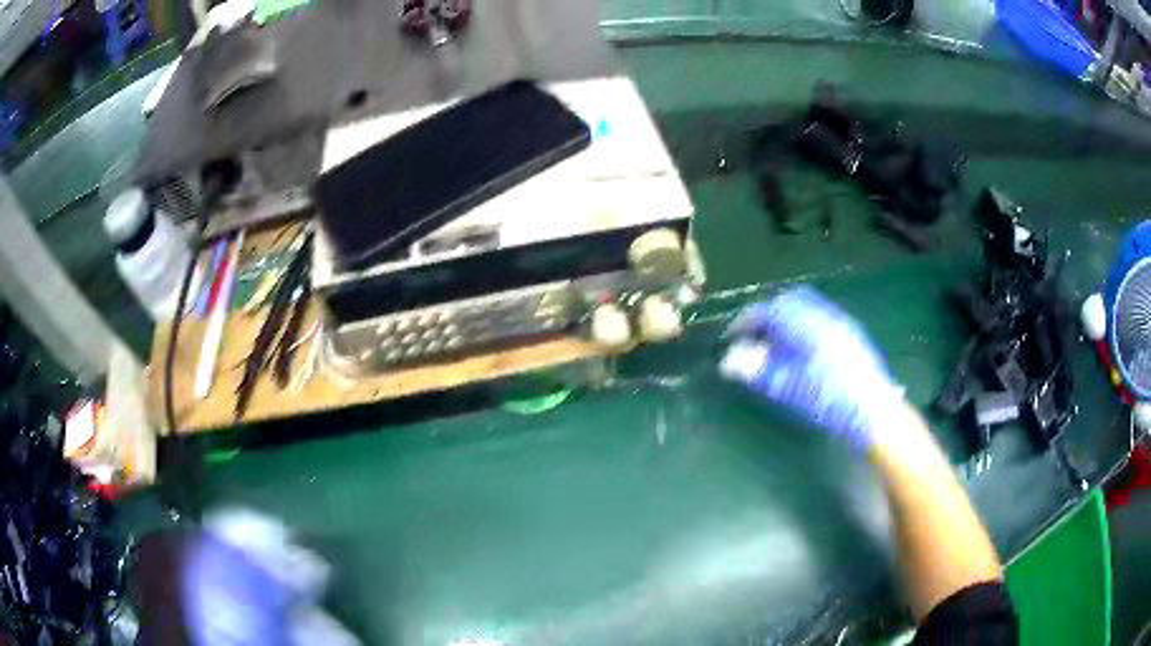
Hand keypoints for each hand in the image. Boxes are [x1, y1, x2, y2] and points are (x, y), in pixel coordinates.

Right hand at [719, 286, 904, 450]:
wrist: (873, 411)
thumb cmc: (829, 401)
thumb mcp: (789, 388)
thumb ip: (758, 370)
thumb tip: (729, 361)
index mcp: (806, 324)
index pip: (769, 311)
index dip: (746, 321)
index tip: (732, 336)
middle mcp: (824, 315)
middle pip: (789, 301)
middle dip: (767, 315)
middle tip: (753, 336)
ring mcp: (840, 323)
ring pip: (806, 307)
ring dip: (785, 319)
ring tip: (775, 344)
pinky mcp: (850, 335)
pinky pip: (819, 317)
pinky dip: (801, 325)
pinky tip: (800, 351)